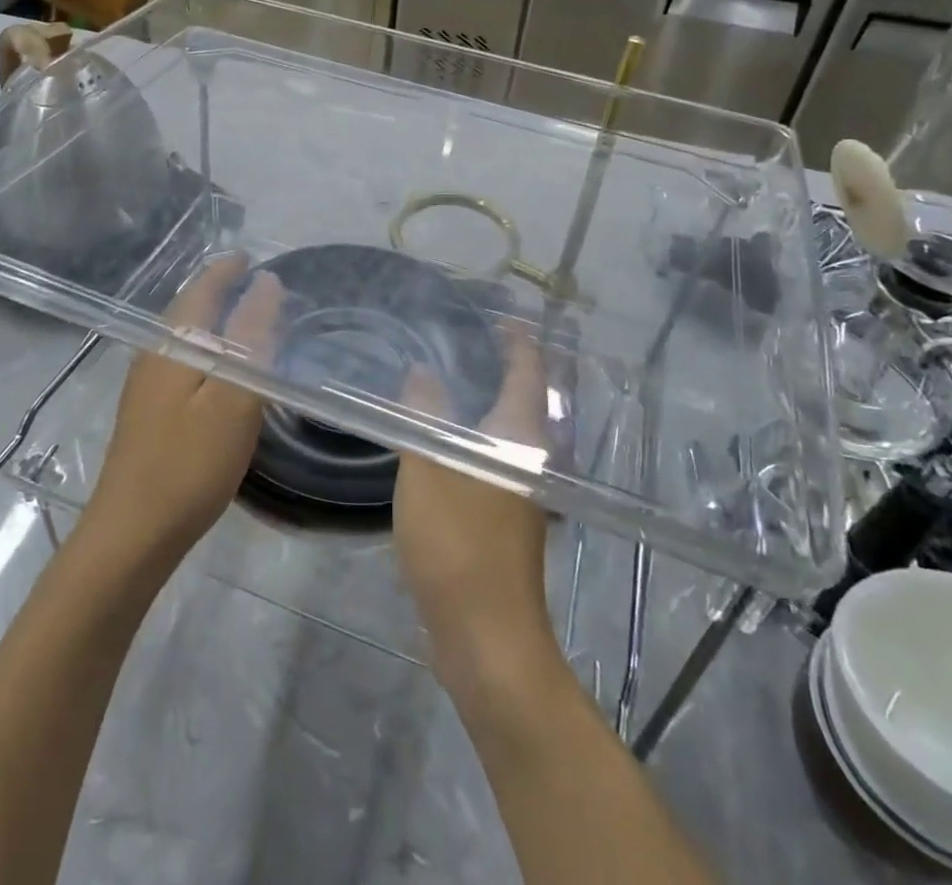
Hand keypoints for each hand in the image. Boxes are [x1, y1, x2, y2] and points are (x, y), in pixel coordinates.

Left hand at [86, 254, 282, 567]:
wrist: (131, 533)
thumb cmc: (190, 462)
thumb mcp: (234, 397)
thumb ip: (251, 337)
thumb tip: (267, 283)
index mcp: (175, 344)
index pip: (202, 290)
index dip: (226, 270)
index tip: (250, 257)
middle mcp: (154, 355)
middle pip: (188, 309)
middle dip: (217, 289)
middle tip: (251, 281)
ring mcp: (145, 385)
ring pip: (183, 336)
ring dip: (210, 318)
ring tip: (241, 316)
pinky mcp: (146, 413)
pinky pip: (180, 360)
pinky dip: (204, 348)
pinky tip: (217, 368)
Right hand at [394, 329, 558, 690]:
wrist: (486, 635)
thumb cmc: (458, 542)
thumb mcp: (428, 467)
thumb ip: (424, 414)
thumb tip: (423, 374)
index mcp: (518, 434)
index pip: (527, 369)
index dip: (516, 339)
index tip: (496, 316)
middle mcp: (529, 456)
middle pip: (522, 396)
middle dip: (500, 366)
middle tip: (460, 340)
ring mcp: (521, 490)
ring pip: (506, 429)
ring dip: (485, 401)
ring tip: (446, 379)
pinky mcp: (506, 517)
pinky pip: (492, 457)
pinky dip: (473, 434)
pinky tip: (441, 437)